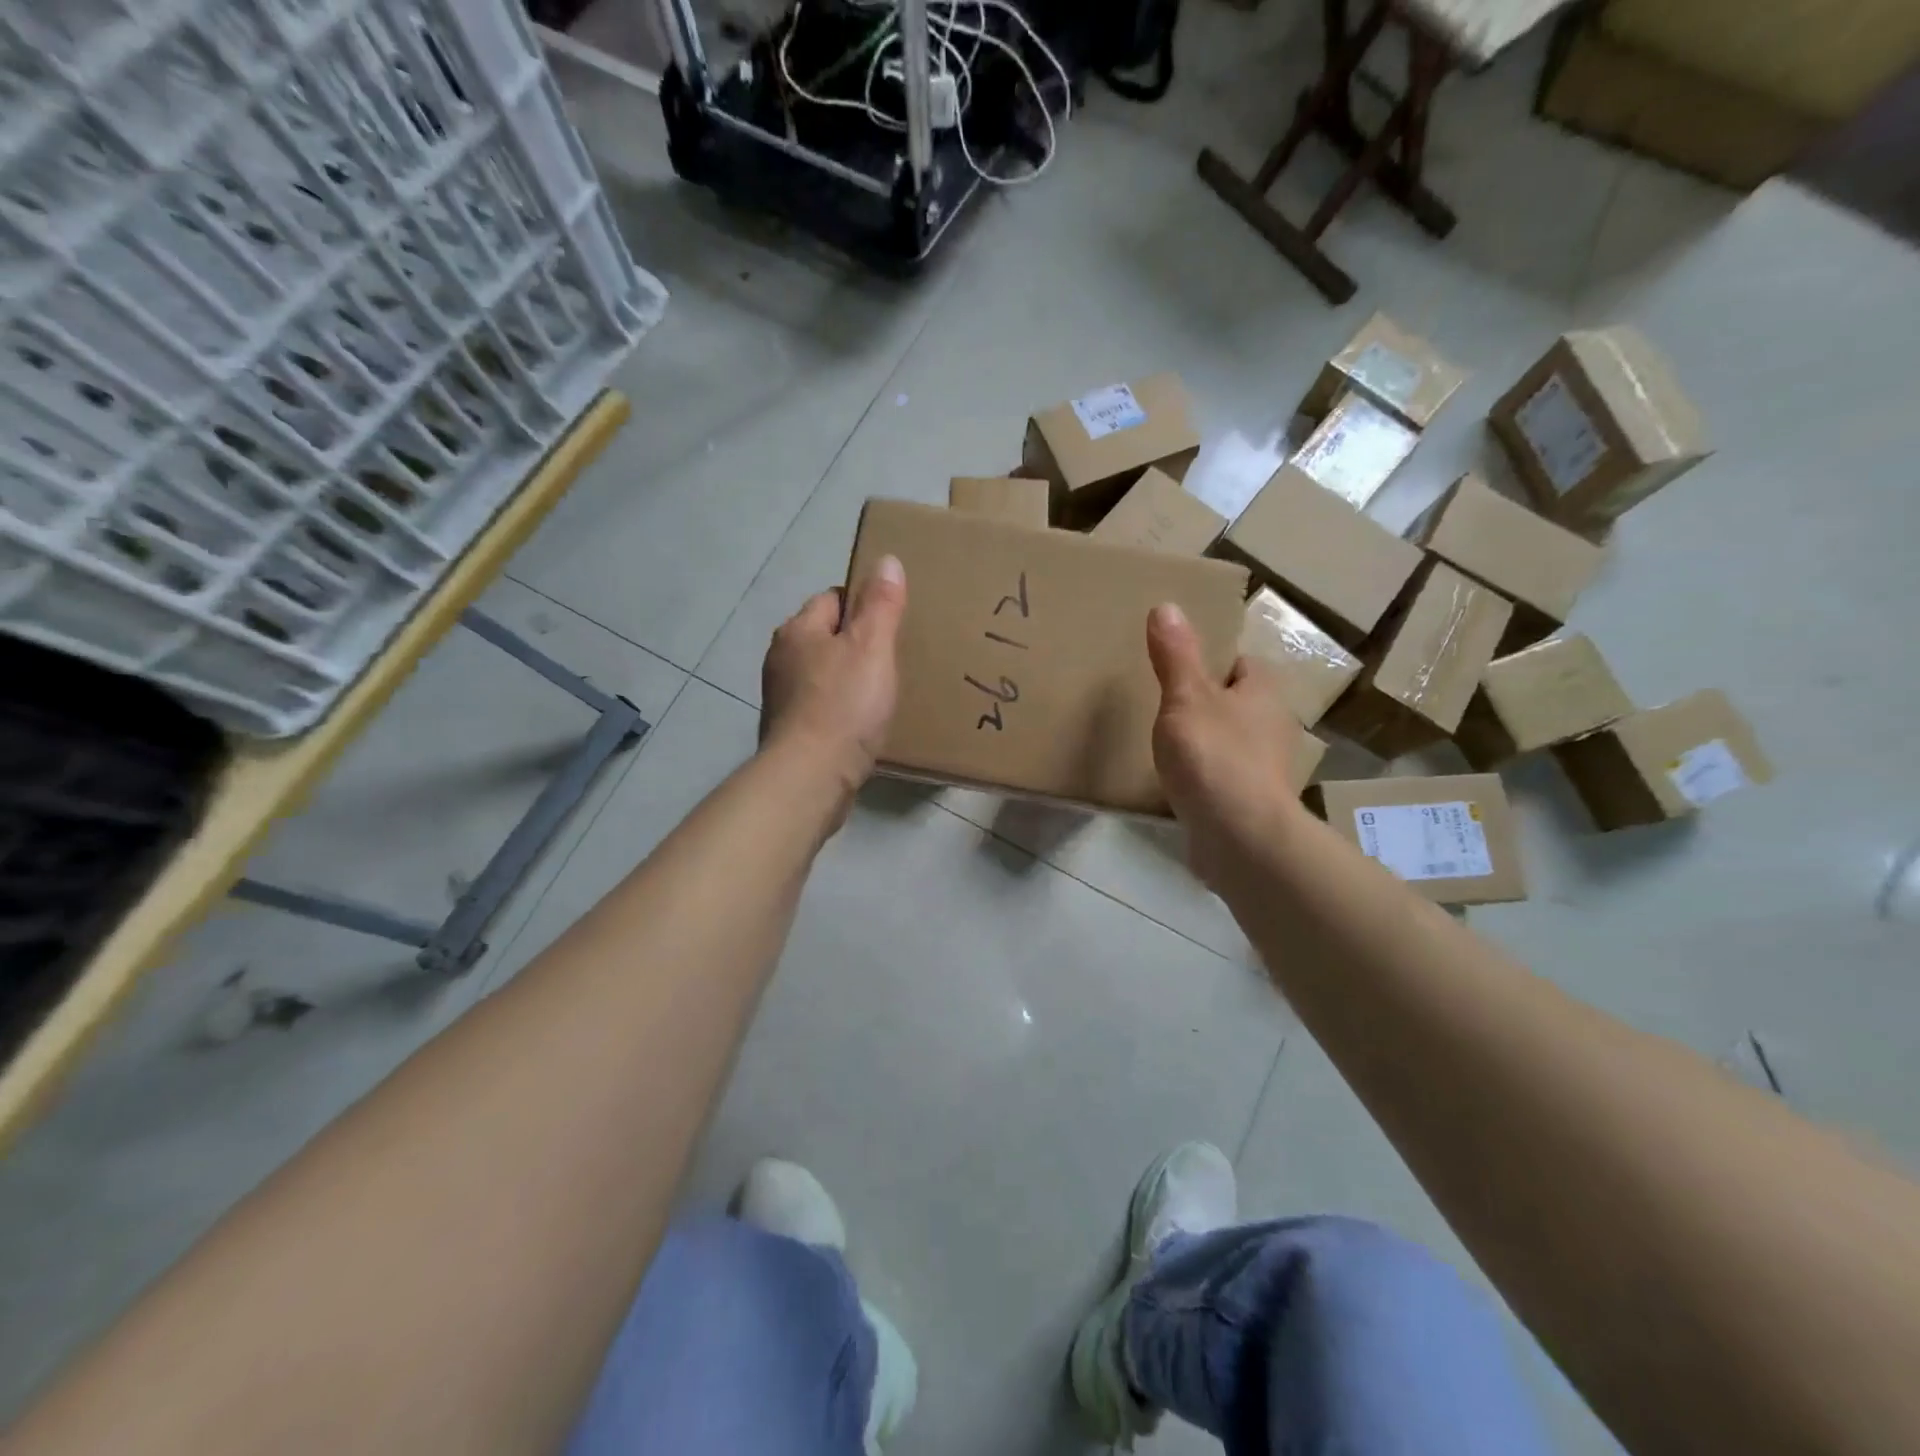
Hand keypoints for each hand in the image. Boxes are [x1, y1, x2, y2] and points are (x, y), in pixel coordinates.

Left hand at [761, 554, 906, 801]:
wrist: (810, 777)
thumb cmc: (844, 706)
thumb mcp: (871, 647)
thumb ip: (880, 604)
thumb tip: (886, 560)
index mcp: (798, 630)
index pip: (833, 598)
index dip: (864, 605)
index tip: (893, 623)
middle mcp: (782, 658)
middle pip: (826, 636)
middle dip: (855, 643)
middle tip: (893, 658)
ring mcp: (782, 697)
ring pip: (822, 673)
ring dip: (847, 678)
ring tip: (881, 692)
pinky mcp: (790, 731)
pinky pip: (821, 706)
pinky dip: (840, 709)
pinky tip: (861, 724)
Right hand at [1147, 603, 1306, 889]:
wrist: (1240, 836)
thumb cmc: (1214, 756)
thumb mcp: (1185, 697)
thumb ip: (1176, 655)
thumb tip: (1167, 605)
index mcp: (1264, 692)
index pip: (1242, 663)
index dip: (1213, 662)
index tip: (1179, 670)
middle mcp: (1275, 725)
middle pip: (1238, 703)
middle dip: (1209, 704)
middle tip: (1167, 707)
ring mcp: (1267, 768)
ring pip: (1234, 741)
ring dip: (1208, 742)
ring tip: (1169, 746)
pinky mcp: (1254, 803)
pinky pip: (1227, 777)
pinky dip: (1207, 777)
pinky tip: (1181, 784)